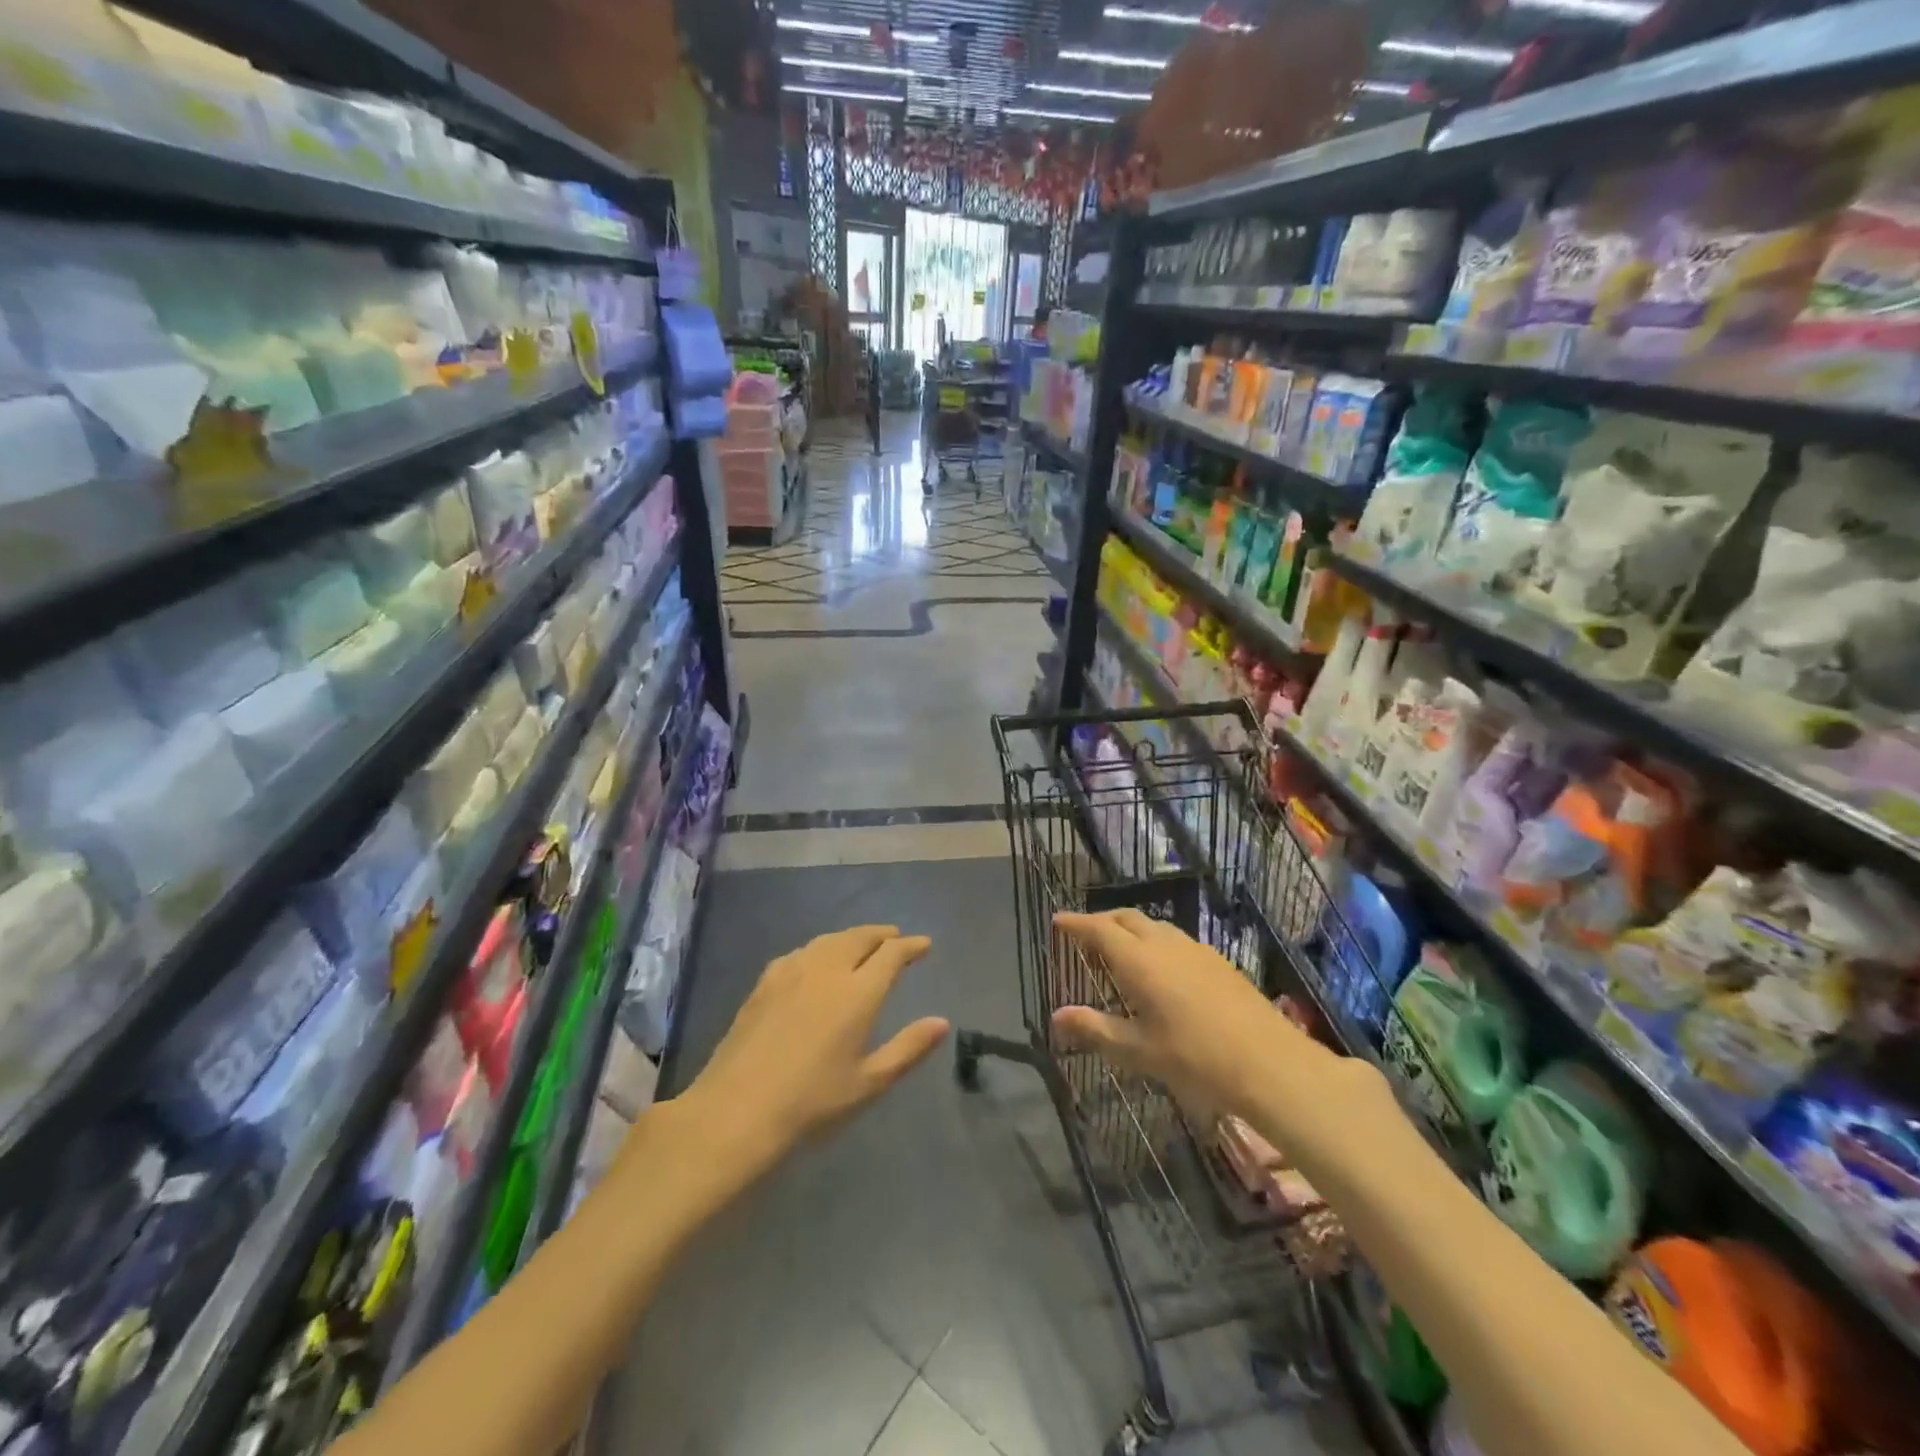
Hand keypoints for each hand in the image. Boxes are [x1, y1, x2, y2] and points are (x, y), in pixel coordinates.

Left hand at [677, 926, 949, 1171]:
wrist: (737, 1110)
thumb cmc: (811, 1102)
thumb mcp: (869, 1082)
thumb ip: (908, 1048)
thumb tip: (942, 1022)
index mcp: (858, 993)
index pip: (891, 954)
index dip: (910, 946)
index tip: (924, 945)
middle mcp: (827, 971)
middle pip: (860, 938)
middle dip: (882, 934)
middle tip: (896, 938)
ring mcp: (792, 972)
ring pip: (829, 940)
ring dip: (852, 937)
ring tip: (862, 944)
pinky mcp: (765, 982)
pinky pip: (802, 951)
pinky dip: (821, 948)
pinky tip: (816, 960)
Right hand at [1051, 909, 1334, 1119]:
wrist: (1268, 1062)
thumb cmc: (1194, 1058)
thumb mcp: (1137, 1050)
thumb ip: (1095, 1029)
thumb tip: (1057, 1016)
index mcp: (1138, 960)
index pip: (1098, 929)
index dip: (1075, 922)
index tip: (1057, 920)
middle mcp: (1164, 943)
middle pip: (1125, 917)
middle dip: (1101, 921)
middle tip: (1085, 938)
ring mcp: (1194, 948)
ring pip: (1153, 925)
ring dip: (1130, 930)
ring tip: (1120, 953)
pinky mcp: (1217, 960)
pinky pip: (1175, 938)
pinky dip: (1155, 942)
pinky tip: (1161, 970)